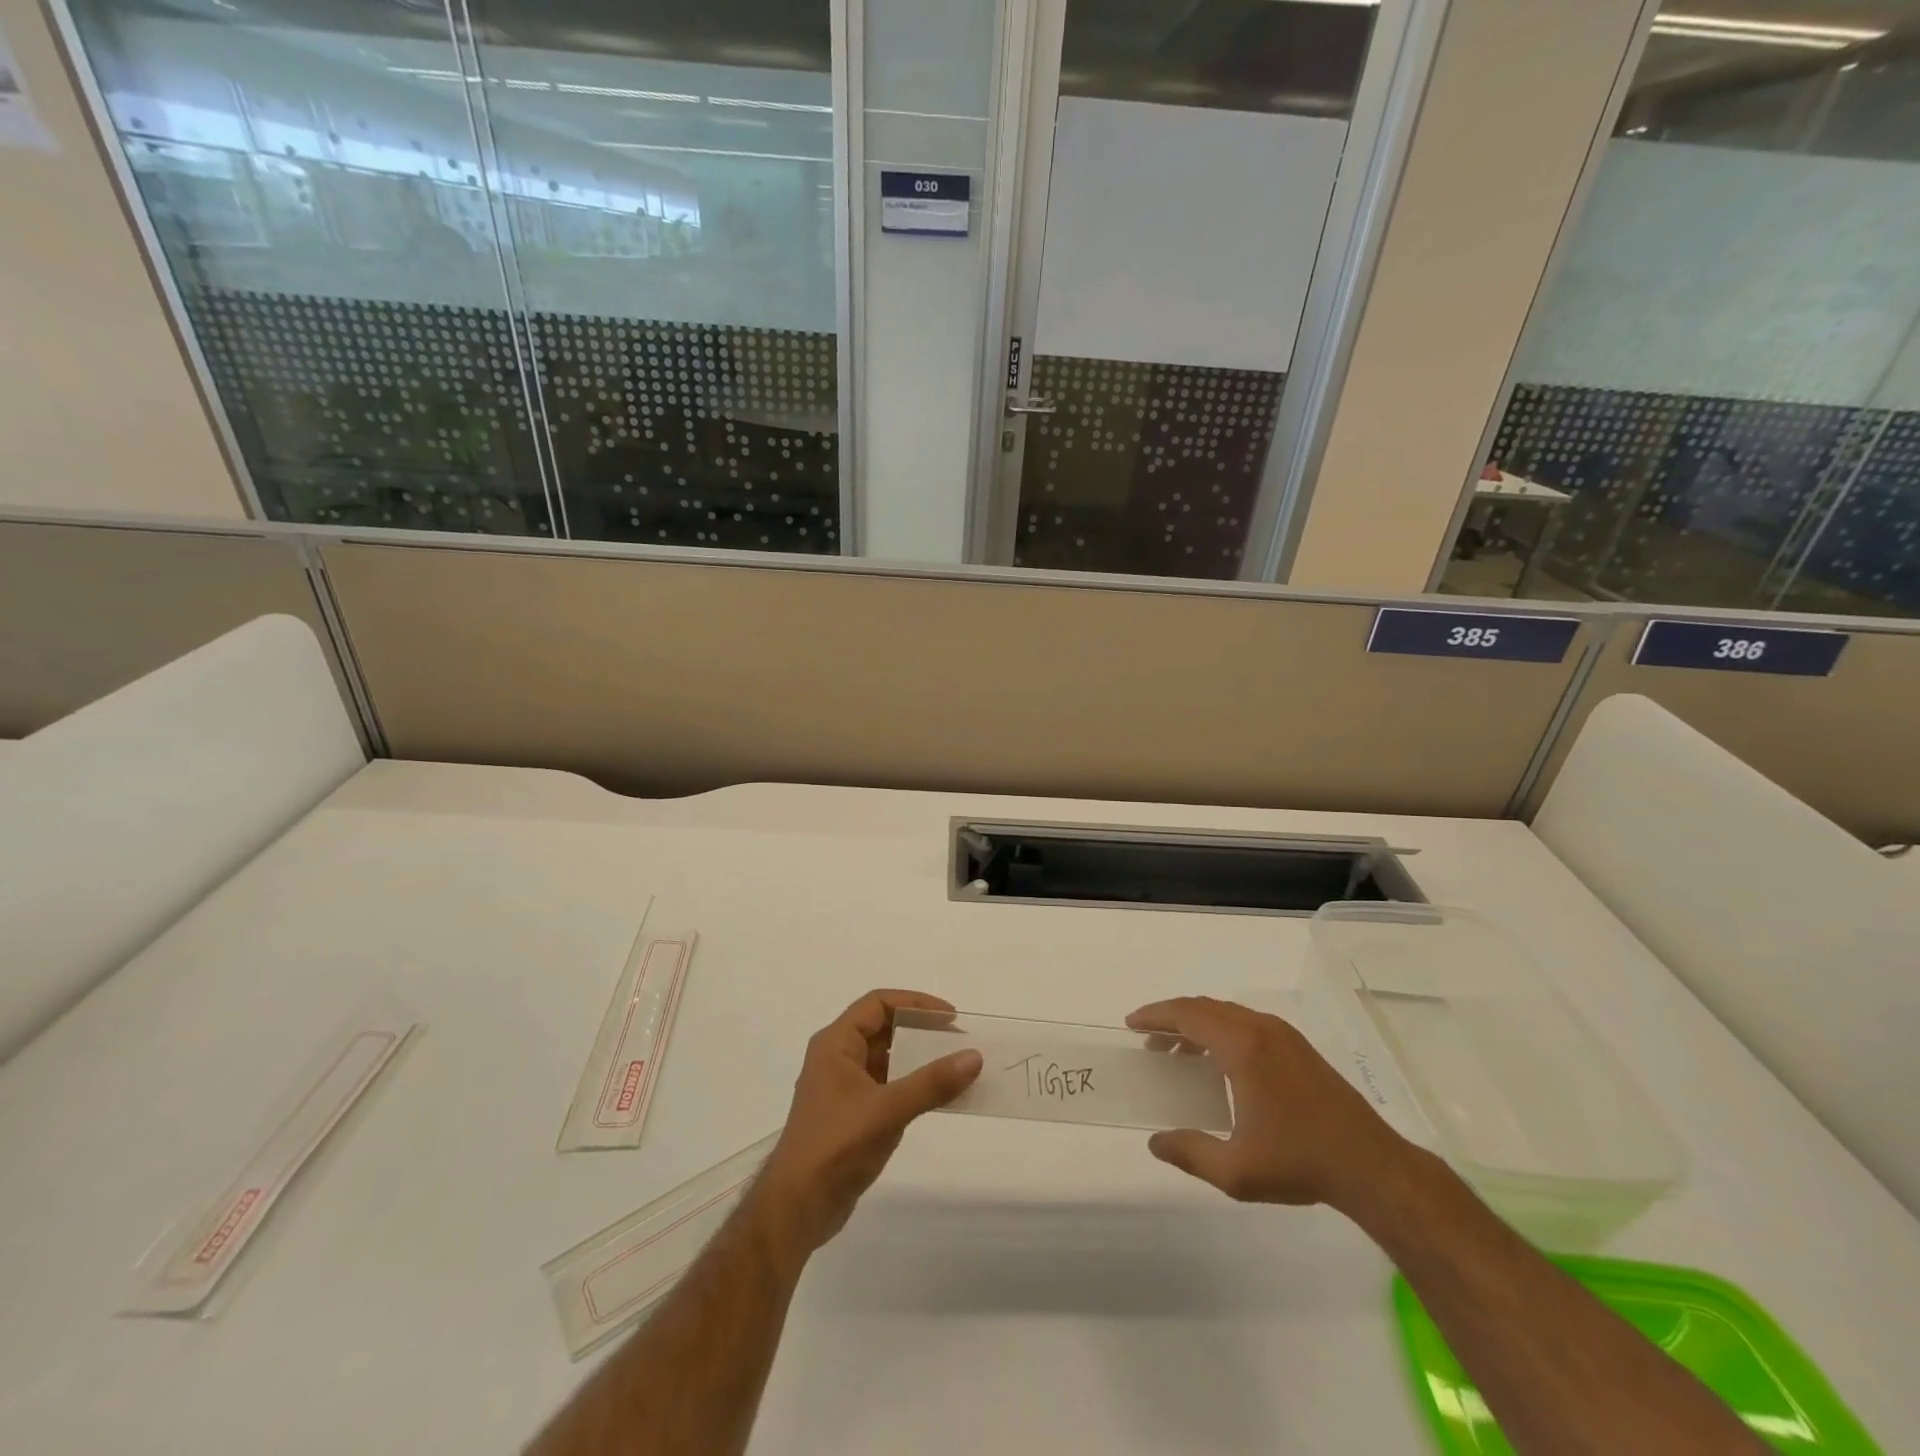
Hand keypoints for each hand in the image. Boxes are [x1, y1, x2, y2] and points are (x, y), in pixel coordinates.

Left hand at [756, 990, 981, 1255]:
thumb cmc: (836, 1146)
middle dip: (920, 1030)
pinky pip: (887, 1085)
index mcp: (836, 1044)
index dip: (915, 1003)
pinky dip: (911, 1085)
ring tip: (954, 1066)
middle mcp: (837, 1058)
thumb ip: (932, 1083)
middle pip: (883, 1028)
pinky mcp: (851, 1114)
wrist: (797, 1207)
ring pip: (886, 1058)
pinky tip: (937, 1097)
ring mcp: (843, 1088)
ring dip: (918, 1059)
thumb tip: (974, 1057)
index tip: (949, 1017)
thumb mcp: (888, 1110)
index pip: (878, 1003)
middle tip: (956, 1040)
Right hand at [1126, 996, 1411, 1213]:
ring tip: (1177, 1051)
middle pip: (1204, 1007)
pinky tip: (1217, 1060)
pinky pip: (1246, 1023)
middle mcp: (1260, 1029)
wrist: (1370, 1165)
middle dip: (1172, 1018)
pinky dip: (1220, 1030)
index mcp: (1242, 1047)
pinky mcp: (1297, 1046)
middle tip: (1148, 1040)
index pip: (1187, 1015)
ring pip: (1227, 1013)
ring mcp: (1283, 1034)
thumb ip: (1190, 1153)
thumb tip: (1155, 1142)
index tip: (1131, 1025)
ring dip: (1196, 1024)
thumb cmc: (1299, 1162)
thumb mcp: (1236, 1171)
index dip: (1155, 1016)